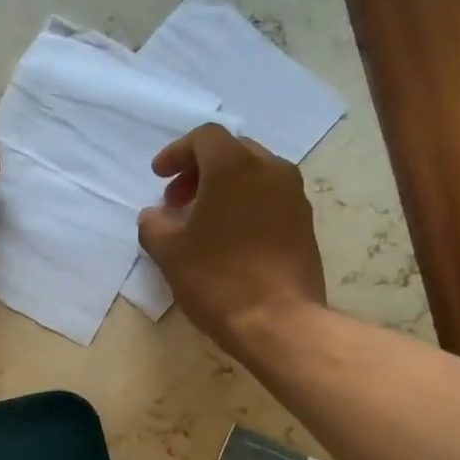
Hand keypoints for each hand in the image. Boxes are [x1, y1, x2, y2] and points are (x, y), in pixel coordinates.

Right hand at [137, 124, 326, 349]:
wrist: (278, 321)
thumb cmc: (217, 279)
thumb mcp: (169, 252)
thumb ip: (154, 225)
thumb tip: (154, 215)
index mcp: (234, 167)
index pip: (204, 138)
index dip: (177, 153)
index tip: (158, 176)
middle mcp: (271, 170)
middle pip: (232, 152)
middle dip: (200, 170)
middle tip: (177, 200)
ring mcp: (294, 197)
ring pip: (254, 175)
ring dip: (224, 188)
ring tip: (202, 220)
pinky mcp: (305, 224)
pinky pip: (270, 199)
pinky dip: (245, 205)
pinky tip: (228, 238)